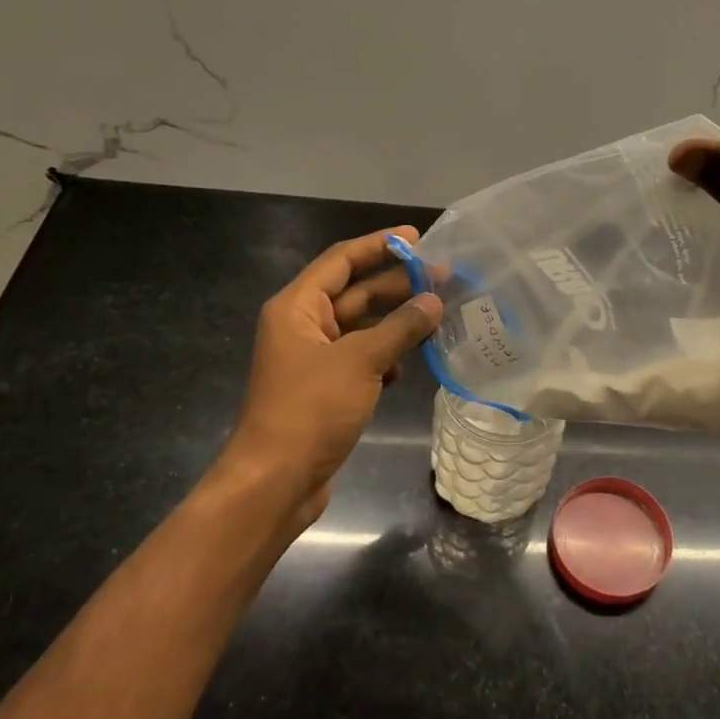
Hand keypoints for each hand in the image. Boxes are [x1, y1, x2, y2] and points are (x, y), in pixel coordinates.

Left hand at [208, 226, 442, 531]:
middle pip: (354, 292)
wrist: (276, 480)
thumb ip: (400, 327)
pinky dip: (385, 356)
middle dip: (396, 284)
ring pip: (361, 327)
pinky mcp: (325, 388)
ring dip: (395, 322)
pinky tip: (408, 363)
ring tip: (437, 315)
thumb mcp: (360, 361)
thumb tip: (433, 301)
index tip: (418, 237)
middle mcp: (302, 326)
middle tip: (443, 277)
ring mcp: (313, 359)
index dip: (379, 245)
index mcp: (297, 307)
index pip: (341, 261)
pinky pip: (360, 358)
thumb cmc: (311, 409)